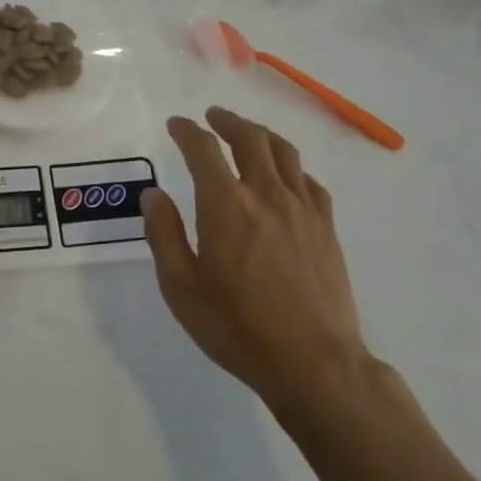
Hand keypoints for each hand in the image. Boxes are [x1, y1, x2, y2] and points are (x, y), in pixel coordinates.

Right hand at [141, 106, 372, 410]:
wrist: (314, 363)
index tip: (176, 124)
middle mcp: (265, 194)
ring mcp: (302, 208)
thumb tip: (153, 194)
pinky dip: (292, 168)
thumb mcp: (182, 288)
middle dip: (227, 121)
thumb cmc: (238, 328)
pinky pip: (309, 181)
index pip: (203, 149)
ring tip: (248, 134)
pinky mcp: (326, 227)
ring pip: (284, 152)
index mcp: (225, 205)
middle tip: (212, 117)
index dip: (187, 130)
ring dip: (261, 134)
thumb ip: (164, 235)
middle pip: (249, 138)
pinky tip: (286, 177)